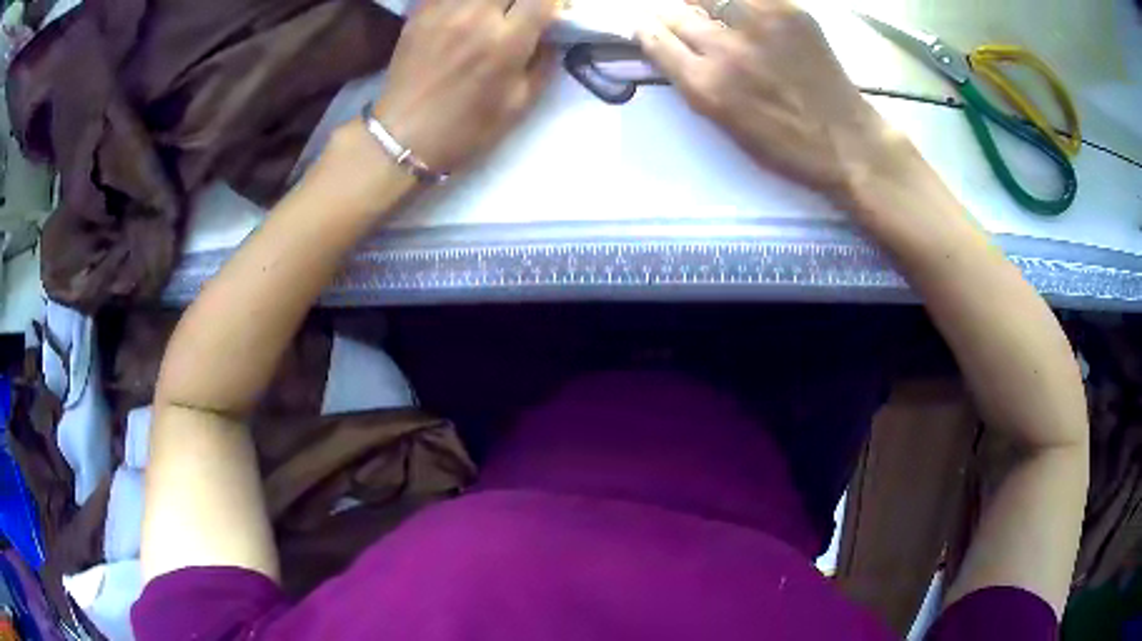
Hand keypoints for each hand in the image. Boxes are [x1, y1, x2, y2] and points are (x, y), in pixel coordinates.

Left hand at [373, 0, 557, 172]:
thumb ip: (542, 63)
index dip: (554, 2)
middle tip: (520, 12)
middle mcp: (476, 16)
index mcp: (505, 42)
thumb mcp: (518, 104)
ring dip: (493, 0)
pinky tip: (467, 13)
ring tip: (494, 12)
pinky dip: (462, 0)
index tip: (553, 11)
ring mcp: (443, 11)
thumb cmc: (466, 128)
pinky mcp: (420, 12)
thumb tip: (552, 35)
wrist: (404, 136)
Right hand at [637, 0, 914, 205]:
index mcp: (706, 87)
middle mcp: (726, 51)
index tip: (650, 27)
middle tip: (685, 20)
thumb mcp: (725, 124)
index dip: (648, 31)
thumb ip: (695, 81)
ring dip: (704, 2)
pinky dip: (741, 4)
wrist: (847, 142)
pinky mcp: (788, 12)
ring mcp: (759, 26)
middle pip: (676, 14)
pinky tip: (748, 16)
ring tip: (714, 12)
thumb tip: (676, 46)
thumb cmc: (785, 146)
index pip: (655, 39)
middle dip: (672, 15)